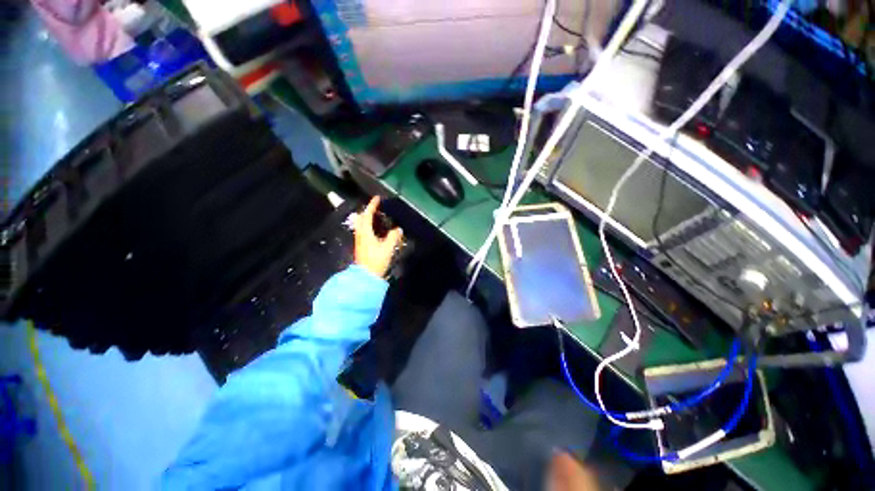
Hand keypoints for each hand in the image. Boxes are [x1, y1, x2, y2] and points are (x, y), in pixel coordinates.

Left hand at [355, 197, 402, 278]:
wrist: (366, 276)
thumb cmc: (376, 261)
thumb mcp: (387, 248)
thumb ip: (393, 237)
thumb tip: (398, 229)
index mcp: (365, 233)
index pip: (367, 215)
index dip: (372, 206)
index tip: (377, 198)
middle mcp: (360, 234)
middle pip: (360, 219)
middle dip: (367, 211)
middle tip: (376, 208)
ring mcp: (359, 240)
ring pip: (361, 225)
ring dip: (367, 218)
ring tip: (376, 217)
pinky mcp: (361, 246)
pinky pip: (363, 231)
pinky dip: (368, 225)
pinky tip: (375, 230)